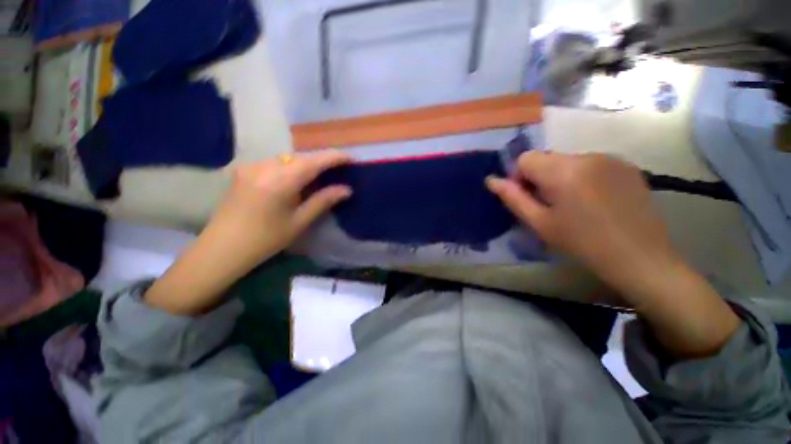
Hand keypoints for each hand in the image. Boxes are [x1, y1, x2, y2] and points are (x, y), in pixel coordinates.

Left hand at [145, 151, 350, 314]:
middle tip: (338, 170)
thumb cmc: (265, 240)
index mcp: (279, 181)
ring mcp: (252, 166)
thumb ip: (323, 201)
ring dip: (306, 164)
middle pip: (301, 157)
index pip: (313, 161)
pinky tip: (296, 180)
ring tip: (320, 177)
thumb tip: (346, 189)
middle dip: (321, 161)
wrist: (222, 248)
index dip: (334, 157)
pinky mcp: (245, 170)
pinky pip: (275, 163)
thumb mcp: (299, 222)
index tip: (351, 159)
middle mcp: (264, 167)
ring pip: (288, 158)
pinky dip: (291, 167)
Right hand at [486, 152, 678, 298]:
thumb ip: (513, 198)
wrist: (641, 258)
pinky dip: (583, 177)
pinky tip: (595, 200)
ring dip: (561, 177)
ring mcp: (610, 158)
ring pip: (568, 161)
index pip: (526, 158)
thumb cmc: (582, 243)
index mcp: (563, 171)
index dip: (520, 177)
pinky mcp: (627, 165)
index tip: (529, 198)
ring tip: (574, 204)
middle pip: (547, 158)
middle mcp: (587, 156)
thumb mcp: (540, 223)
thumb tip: (491, 180)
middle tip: (550, 205)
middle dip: (540, 177)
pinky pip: (590, 164)